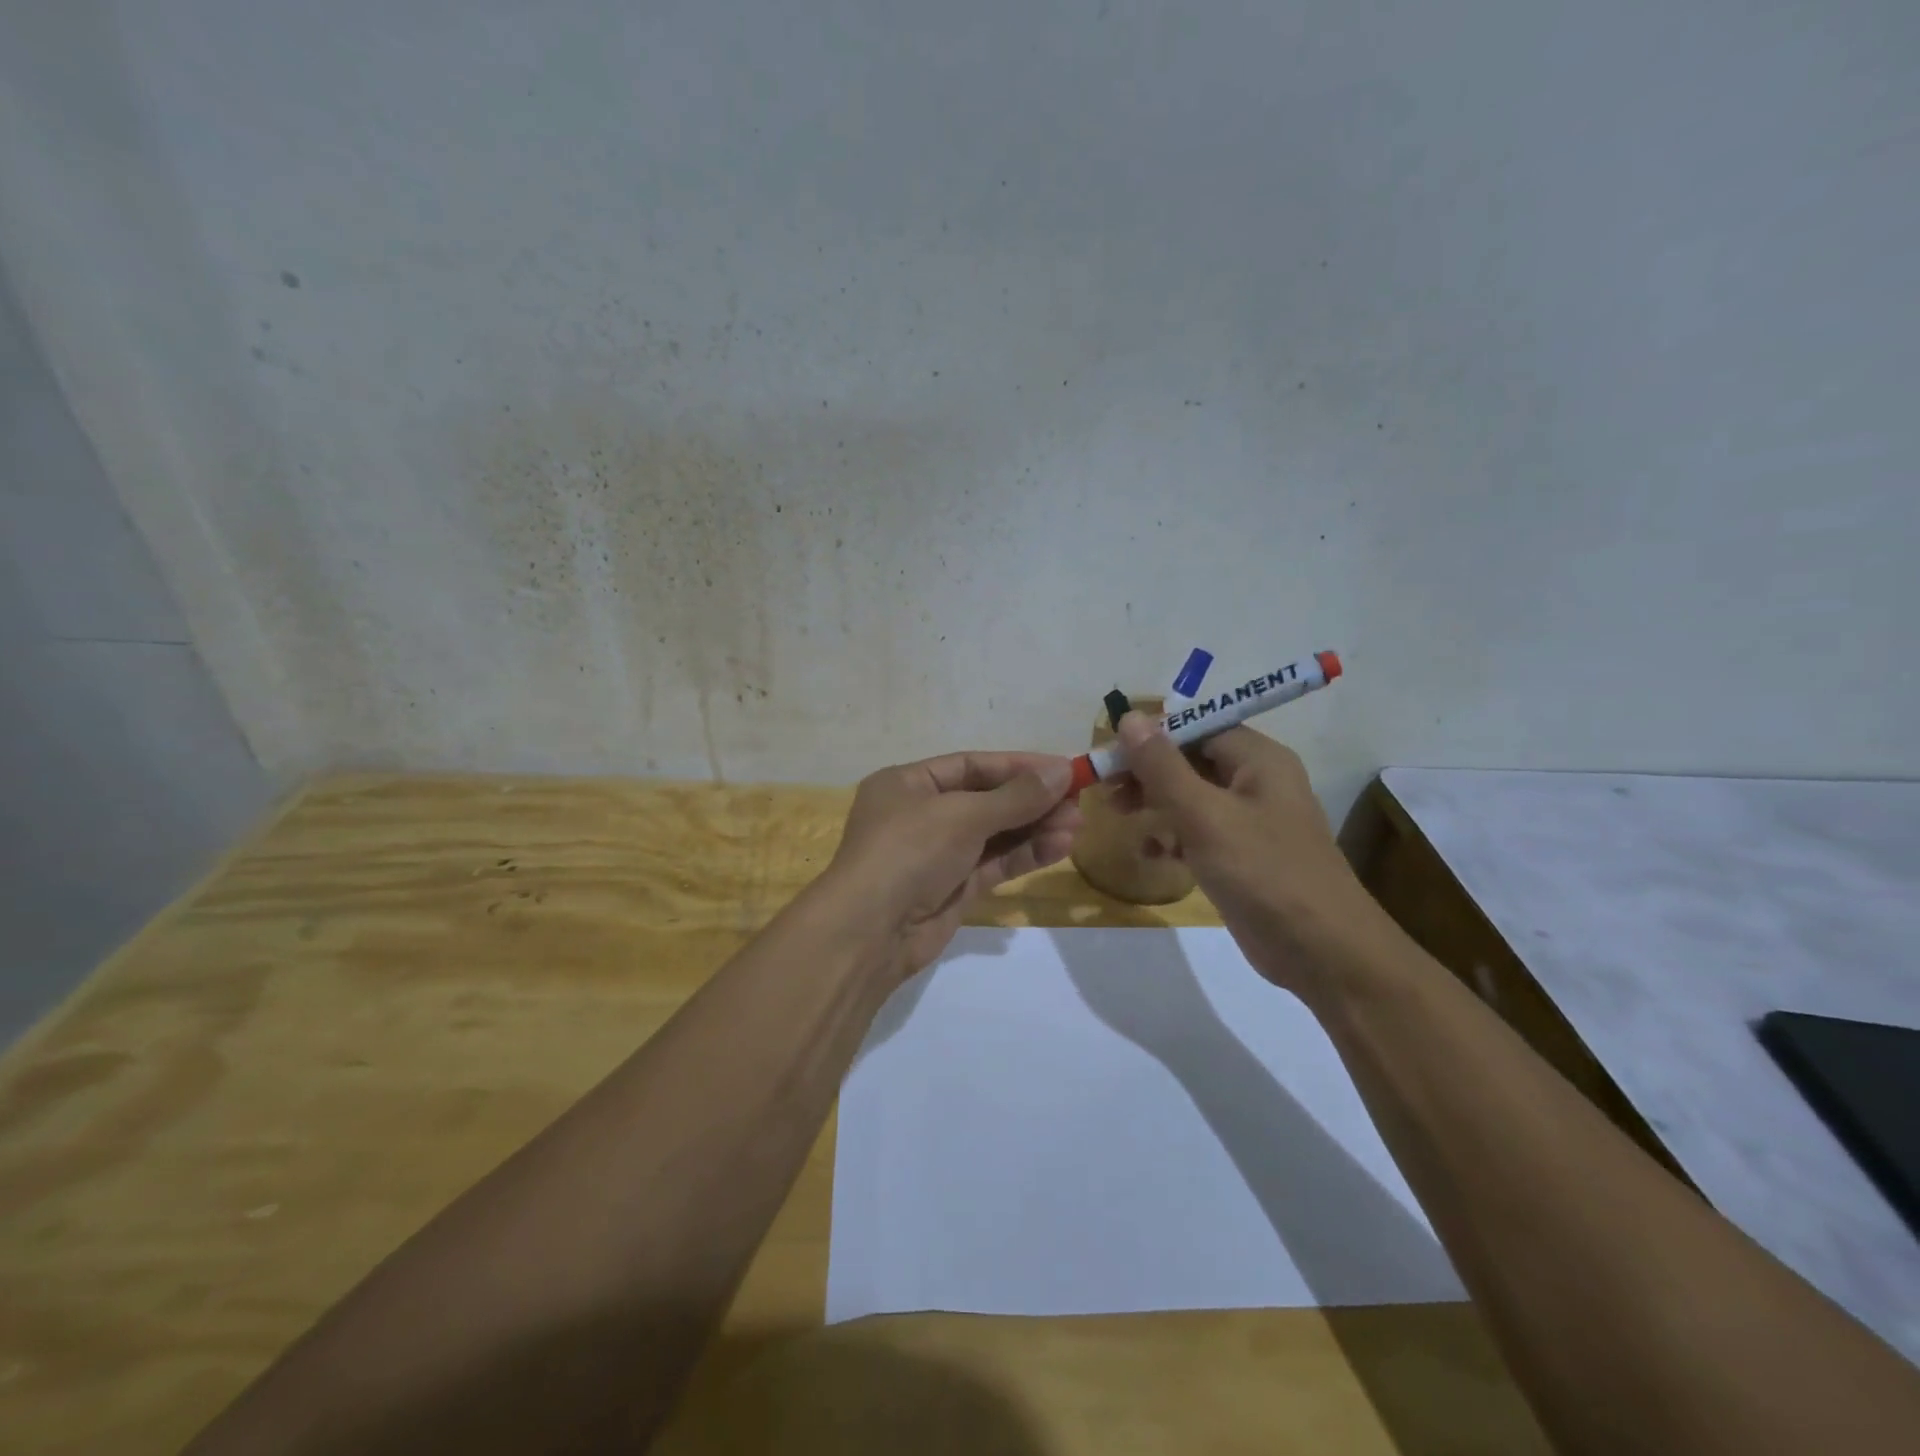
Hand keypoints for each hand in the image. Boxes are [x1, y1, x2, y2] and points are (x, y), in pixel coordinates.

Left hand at [823, 752, 1081, 977]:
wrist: (869, 933)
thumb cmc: (908, 852)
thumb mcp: (962, 815)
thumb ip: (1016, 796)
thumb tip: (1062, 770)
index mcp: (908, 783)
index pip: (971, 765)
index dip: (1018, 766)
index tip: (1063, 768)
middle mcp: (921, 814)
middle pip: (986, 799)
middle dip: (1031, 801)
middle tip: (1078, 801)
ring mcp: (936, 854)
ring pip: (993, 834)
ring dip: (1034, 828)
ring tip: (1077, 825)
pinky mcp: (952, 889)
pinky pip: (993, 864)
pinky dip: (1023, 855)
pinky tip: (1058, 847)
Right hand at [1113, 713, 1380, 996]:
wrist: (1322, 952)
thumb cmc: (1263, 872)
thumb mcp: (1204, 815)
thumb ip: (1163, 767)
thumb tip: (1130, 717)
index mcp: (1258, 759)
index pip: (1196, 727)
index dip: (1151, 735)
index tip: (1110, 753)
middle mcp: (1257, 781)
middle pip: (1191, 760)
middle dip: (1148, 773)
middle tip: (1107, 790)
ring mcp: (1251, 821)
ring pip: (1191, 797)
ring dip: (1155, 804)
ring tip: (1120, 817)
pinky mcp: (1242, 856)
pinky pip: (1199, 831)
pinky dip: (1173, 836)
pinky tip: (1151, 853)